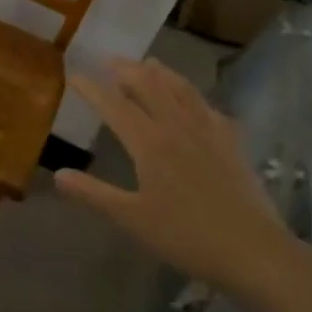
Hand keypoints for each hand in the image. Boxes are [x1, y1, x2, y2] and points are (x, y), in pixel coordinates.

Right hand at [55, 58, 295, 293]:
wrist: (253, 250)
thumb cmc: (186, 235)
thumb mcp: (131, 218)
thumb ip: (93, 193)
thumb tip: (58, 174)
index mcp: (150, 143)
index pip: (114, 106)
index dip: (93, 89)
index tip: (75, 73)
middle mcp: (178, 128)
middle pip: (151, 87)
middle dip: (128, 70)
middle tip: (111, 60)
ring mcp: (209, 133)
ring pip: (183, 91)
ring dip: (163, 74)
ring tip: (150, 63)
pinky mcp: (232, 145)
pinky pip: (210, 109)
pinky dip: (195, 97)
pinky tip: (196, 101)